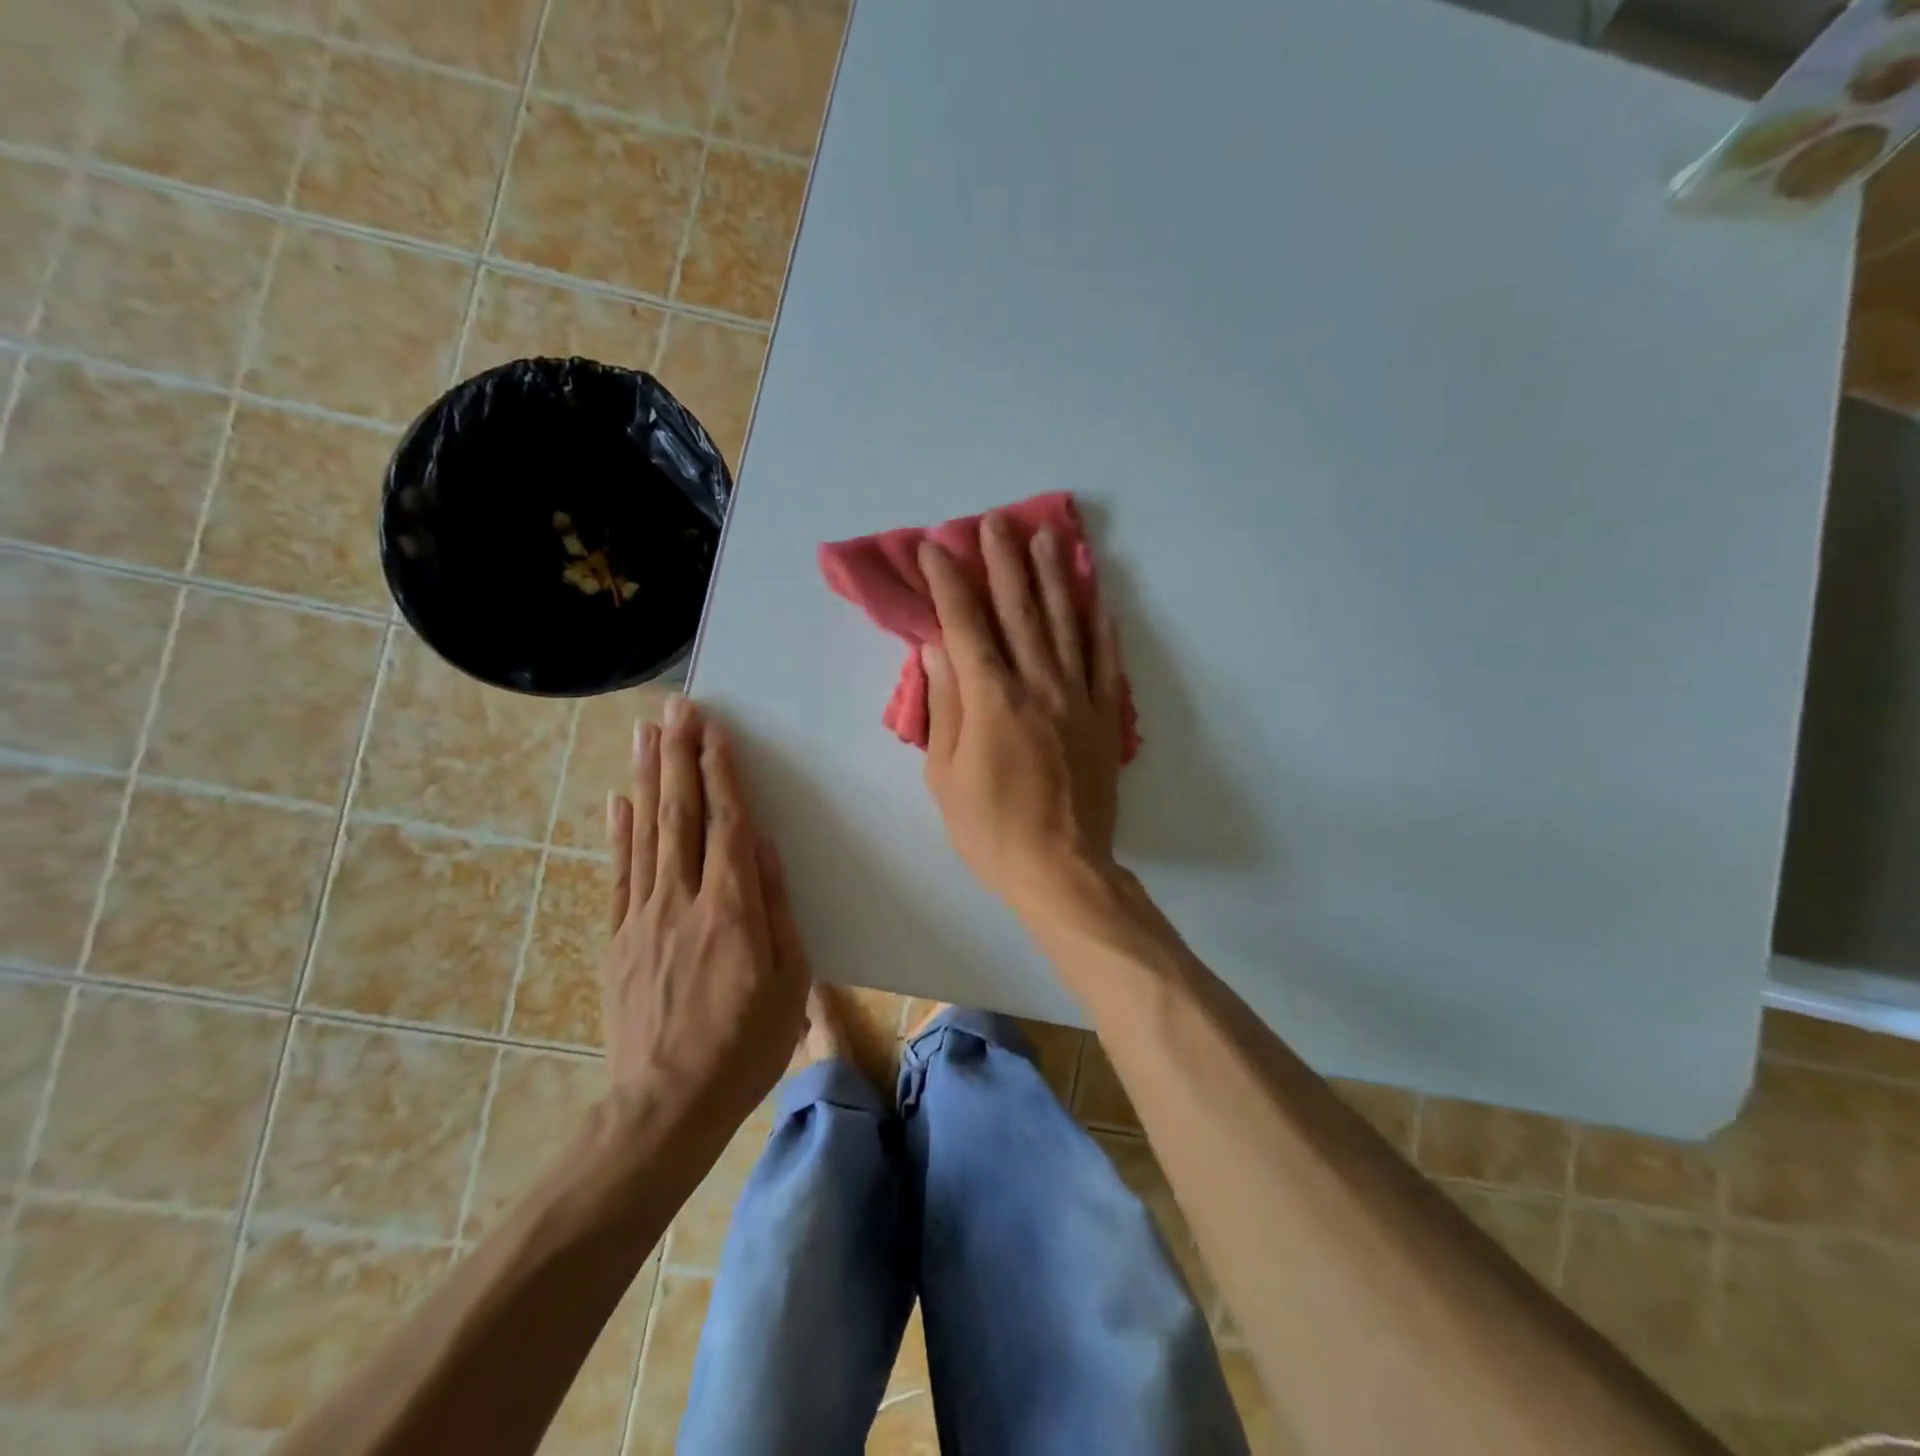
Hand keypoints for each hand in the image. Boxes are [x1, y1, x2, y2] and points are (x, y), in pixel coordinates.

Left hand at [603, 696, 809, 1121]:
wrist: (666, 1106)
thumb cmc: (745, 1046)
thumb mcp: (789, 981)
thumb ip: (776, 908)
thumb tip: (764, 847)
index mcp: (732, 910)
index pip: (726, 825)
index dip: (721, 775)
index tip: (714, 732)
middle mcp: (682, 901)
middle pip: (679, 816)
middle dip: (679, 757)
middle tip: (676, 710)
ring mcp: (642, 918)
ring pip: (644, 834)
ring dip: (646, 779)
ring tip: (645, 734)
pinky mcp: (617, 939)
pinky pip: (618, 874)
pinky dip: (618, 832)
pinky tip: (618, 800)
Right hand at [920, 514, 1125, 913]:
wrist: (1061, 869)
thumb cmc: (991, 829)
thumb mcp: (945, 774)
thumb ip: (945, 705)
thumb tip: (937, 648)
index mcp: (993, 699)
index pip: (966, 624)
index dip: (949, 582)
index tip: (936, 548)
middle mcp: (1039, 685)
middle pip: (1020, 610)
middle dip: (1004, 562)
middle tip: (995, 522)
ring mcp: (1079, 698)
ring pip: (1067, 624)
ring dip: (1054, 577)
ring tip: (1046, 538)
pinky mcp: (1105, 718)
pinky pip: (1106, 662)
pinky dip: (1101, 626)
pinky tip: (1098, 597)